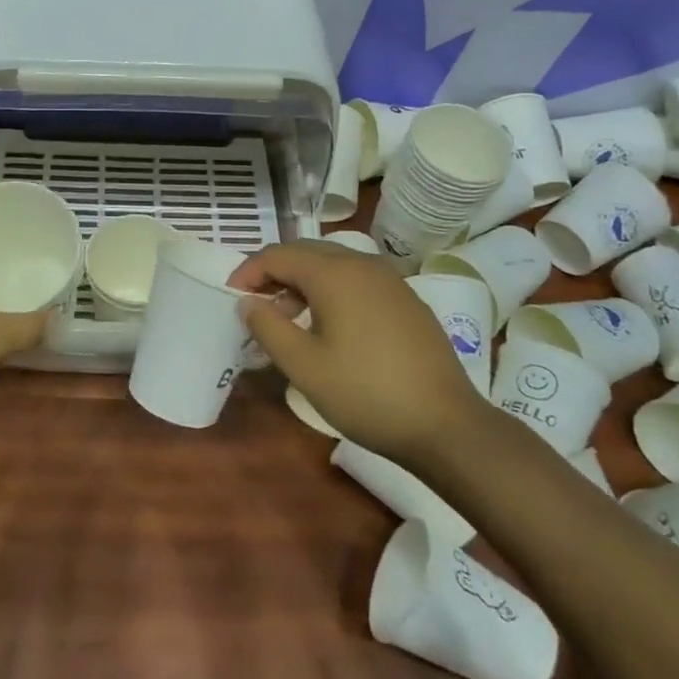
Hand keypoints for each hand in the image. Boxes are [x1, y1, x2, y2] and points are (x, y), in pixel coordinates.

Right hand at [228, 240, 486, 463]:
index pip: (278, 254)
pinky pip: (357, 280)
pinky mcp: (406, 300)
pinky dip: (331, 290)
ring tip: (288, 318)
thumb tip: (248, 302)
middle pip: (306, 252)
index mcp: (334, 273)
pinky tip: (330, 326)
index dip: (249, 271)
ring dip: (303, 282)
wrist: (446, 425)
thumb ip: (268, 327)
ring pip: (333, 264)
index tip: (231, 296)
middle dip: (275, 272)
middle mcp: (362, 264)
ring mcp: (389, 280)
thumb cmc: (366, 393)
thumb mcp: (304, 366)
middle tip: (255, 304)